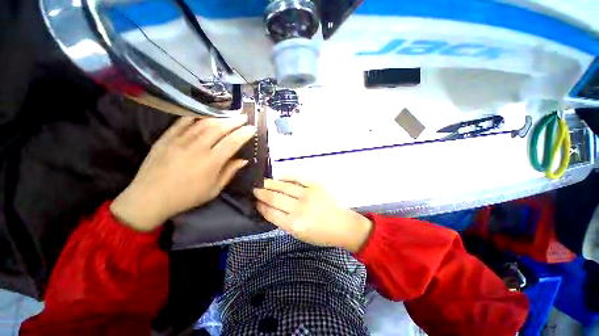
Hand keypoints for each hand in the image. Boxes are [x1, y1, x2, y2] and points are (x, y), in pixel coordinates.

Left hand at [111, 116, 255, 230]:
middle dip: (235, 121)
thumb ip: (229, 172)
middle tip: (244, 116)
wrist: (150, 197)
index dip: (244, 133)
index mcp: (211, 161)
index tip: (252, 128)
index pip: (233, 142)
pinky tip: (204, 113)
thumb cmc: (187, 196)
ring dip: (219, 117)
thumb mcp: (214, 189)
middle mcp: (198, 147)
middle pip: (220, 128)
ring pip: (204, 122)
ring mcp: (181, 139)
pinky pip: (183, 121)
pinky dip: (196, 116)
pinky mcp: (167, 137)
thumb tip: (243, 160)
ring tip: (229, 114)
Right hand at [253, 178, 372, 251]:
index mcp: (294, 225)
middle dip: (261, 193)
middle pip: (274, 198)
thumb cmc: (321, 234)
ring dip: (270, 184)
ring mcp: (308, 195)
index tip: (255, 202)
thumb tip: (270, 209)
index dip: (261, 206)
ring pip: (283, 187)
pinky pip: (297, 178)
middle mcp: (299, 209)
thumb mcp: (299, 235)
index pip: (271, 213)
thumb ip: (284, 222)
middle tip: (254, 189)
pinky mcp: (315, 185)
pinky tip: (279, 176)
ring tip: (262, 182)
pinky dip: (286, 176)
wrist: (343, 225)